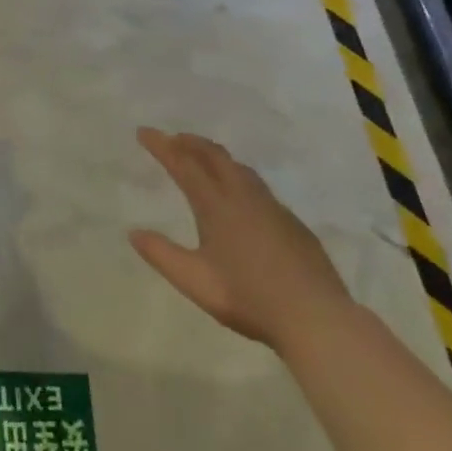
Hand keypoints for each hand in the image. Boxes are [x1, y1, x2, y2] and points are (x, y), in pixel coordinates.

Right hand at [129, 128, 350, 349]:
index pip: (183, 164)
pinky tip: (242, 197)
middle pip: (215, 157)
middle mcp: (244, 197)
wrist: (316, 319)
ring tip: (205, 158)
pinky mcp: (293, 224)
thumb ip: (161, 255)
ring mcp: (273, 209)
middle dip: (191, 143)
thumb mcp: (194, 281)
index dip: (162, 146)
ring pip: (240, 169)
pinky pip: (259, 188)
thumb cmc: (249, 298)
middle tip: (174, 138)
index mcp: (217, 206)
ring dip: (217, 157)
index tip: (144, 132)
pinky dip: (239, 178)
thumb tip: (134, 233)